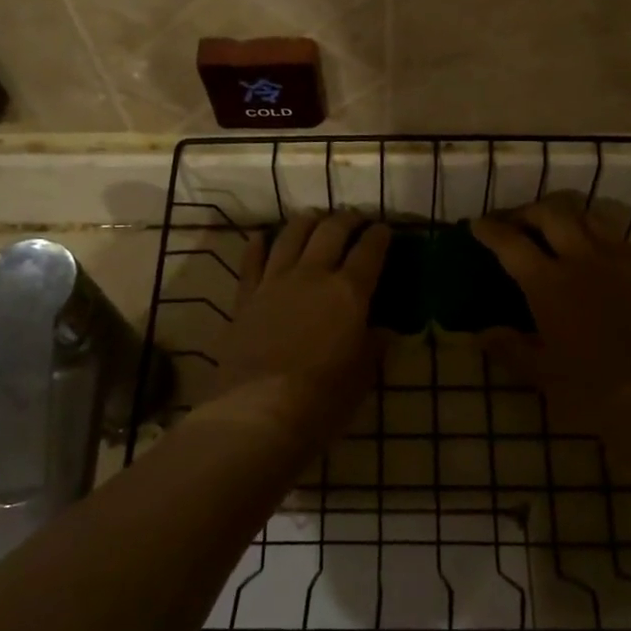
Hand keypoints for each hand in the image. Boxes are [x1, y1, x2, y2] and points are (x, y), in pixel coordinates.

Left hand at [206, 212, 390, 447]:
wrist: (259, 411)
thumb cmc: (322, 399)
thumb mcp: (361, 376)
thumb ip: (373, 347)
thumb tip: (383, 331)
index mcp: (348, 292)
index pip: (369, 252)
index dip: (379, 236)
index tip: (384, 229)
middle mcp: (312, 276)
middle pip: (331, 232)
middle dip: (346, 220)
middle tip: (354, 219)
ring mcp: (275, 282)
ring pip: (291, 236)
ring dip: (306, 222)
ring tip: (314, 218)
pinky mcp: (246, 297)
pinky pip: (251, 260)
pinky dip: (259, 244)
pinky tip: (263, 237)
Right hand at [471, 195, 630, 459]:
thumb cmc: (592, 389)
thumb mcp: (542, 373)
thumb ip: (509, 348)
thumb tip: (482, 334)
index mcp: (548, 283)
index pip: (511, 243)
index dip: (490, 230)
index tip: (476, 226)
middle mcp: (581, 260)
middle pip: (550, 213)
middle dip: (524, 212)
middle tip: (511, 225)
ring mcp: (615, 261)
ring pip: (585, 214)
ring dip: (561, 213)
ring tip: (548, 228)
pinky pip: (613, 232)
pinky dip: (592, 228)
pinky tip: (587, 247)